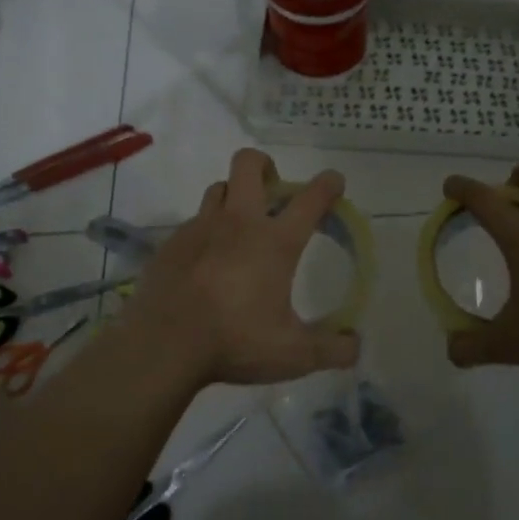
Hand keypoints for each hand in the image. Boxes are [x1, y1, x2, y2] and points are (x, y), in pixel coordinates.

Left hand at [129, 149, 361, 387]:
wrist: (163, 345)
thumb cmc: (235, 342)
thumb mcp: (294, 355)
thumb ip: (332, 350)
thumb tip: (355, 345)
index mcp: (275, 242)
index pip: (310, 198)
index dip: (328, 185)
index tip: (335, 183)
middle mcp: (239, 223)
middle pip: (249, 164)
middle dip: (266, 165)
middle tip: (274, 191)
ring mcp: (200, 228)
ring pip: (219, 188)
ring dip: (234, 196)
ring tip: (240, 226)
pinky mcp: (172, 243)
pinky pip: (194, 221)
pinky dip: (207, 230)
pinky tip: (207, 260)